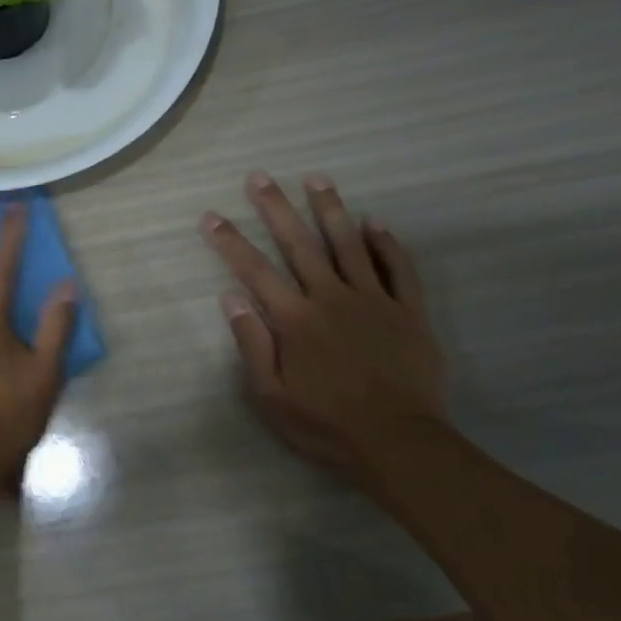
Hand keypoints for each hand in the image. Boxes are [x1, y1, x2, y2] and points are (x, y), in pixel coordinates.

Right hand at [202, 171, 446, 481]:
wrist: (400, 443)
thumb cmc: (327, 424)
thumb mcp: (272, 396)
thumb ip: (252, 344)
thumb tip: (231, 298)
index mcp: (295, 319)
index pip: (255, 271)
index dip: (230, 241)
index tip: (212, 216)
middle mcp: (331, 298)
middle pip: (300, 244)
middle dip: (276, 208)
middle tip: (260, 177)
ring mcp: (374, 301)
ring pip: (349, 245)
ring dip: (330, 209)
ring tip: (316, 179)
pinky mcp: (409, 312)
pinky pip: (399, 270)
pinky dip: (387, 244)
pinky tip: (375, 222)